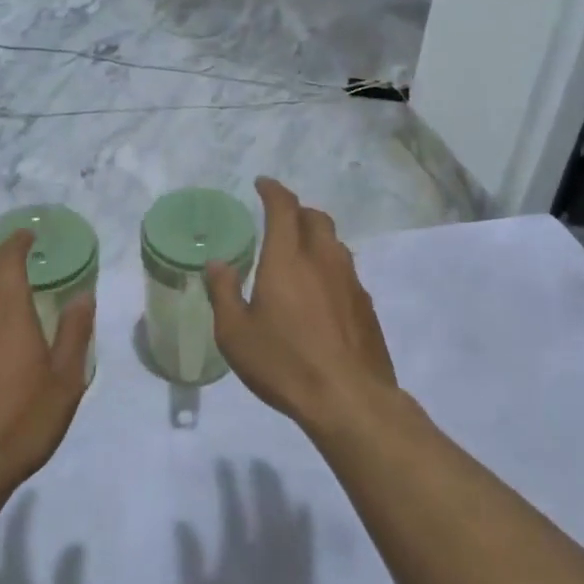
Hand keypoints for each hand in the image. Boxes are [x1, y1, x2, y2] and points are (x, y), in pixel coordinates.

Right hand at [205, 178, 397, 432]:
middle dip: (296, 212)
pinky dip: (329, 269)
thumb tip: (217, 264)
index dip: (273, 190)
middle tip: (279, 222)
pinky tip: (320, 295)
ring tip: (298, 257)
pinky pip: (346, 272)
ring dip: (316, 239)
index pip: (283, 207)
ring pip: (334, 244)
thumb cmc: (284, 362)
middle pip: (315, 218)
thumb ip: (223, 293)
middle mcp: (323, 259)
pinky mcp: (366, 306)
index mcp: (287, 258)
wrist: (348, 399)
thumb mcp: (236, 333)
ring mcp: (350, 281)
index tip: (262, 184)